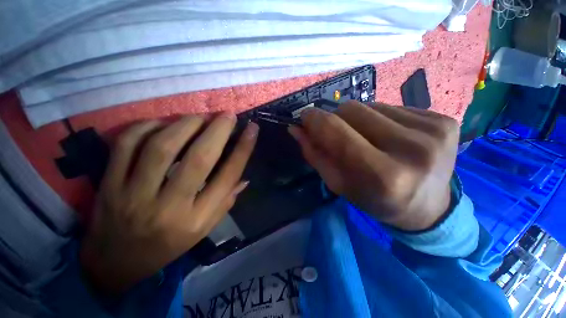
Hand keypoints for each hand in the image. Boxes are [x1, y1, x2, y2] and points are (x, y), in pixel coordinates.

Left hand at [80, 114, 257, 294]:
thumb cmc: (168, 245)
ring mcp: (134, 195)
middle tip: (227, 115)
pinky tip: (162, 124)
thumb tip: (245, 177)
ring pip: (162, 147)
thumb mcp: (204, 229)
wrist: (115, 263)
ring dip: (185, 124)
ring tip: (199, 117)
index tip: (252, 129)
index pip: (227, 177)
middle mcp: (169, 207)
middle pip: (199, 159)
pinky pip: (126, 145)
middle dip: (217, 130)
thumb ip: (226, 201)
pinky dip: (146, 127)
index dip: (243, 149)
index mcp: (197, 219)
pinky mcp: (109, 184)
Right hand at [289, 101, 458, 230]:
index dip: (315, 120)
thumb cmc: (375, 200)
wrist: (427, 208)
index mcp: (382, 175)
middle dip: (336, 119)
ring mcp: (434, 132)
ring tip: (368, 139)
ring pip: (371, 105)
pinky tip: (389, 136)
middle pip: (353, 110)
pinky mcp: (445, 121)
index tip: (305, 117)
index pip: (337, 132)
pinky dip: (381, 119)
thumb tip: (296, 129)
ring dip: (359, 120)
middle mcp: (412, 150)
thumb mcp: (339, 184)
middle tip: (339, 135)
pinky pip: (394, 107)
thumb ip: (315, 155)